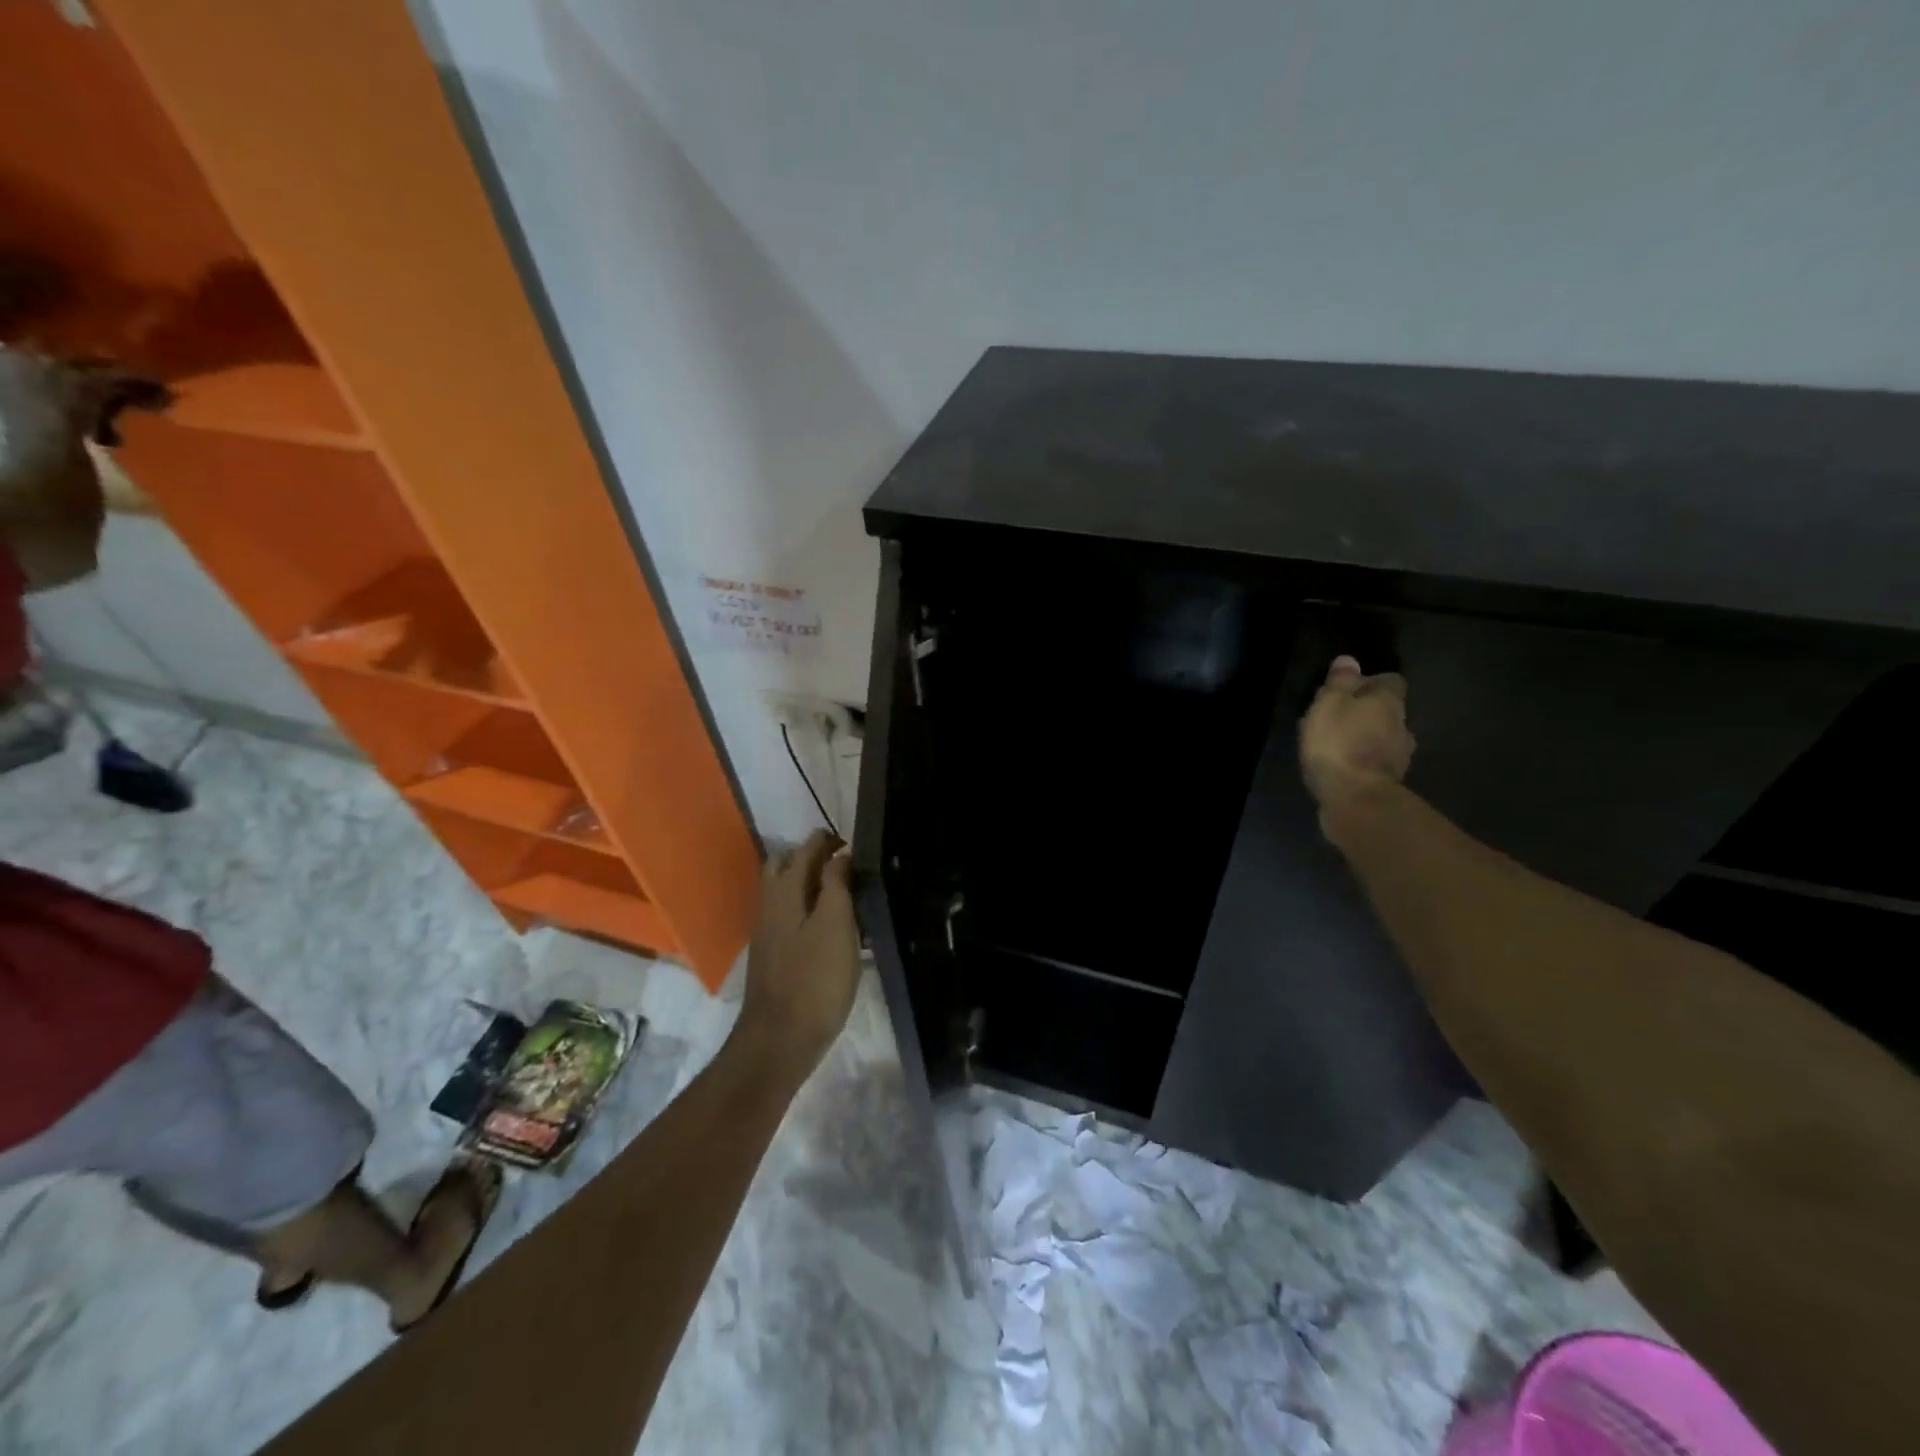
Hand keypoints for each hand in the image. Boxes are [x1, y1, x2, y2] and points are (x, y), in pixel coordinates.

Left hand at [735, 829, 861, 1080]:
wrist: (779, 1040)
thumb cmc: (814, 980)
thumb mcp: (835, 925)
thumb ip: (836, 884)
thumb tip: (840, 853)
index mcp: (784, 892)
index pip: (805, 850)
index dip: (829, 841)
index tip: (857, 844)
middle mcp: (769, 905)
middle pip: (786, 866)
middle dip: (813, 857)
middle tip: (848, 865)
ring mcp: (768, 932)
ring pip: (786, 892)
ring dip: (810, 883)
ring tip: (845, 893)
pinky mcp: (773, 955)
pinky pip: (789, 915)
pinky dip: (808, 908)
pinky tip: (831, 926)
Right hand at [1299, 655, 1414, 824]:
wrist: (1355, 798)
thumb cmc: (1339, 743)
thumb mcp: (1329, 704)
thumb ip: (1340, 682)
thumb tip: (1349, 660)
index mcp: (1389, 701)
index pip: (1390, 680)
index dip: (1370, 681)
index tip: (1347, 688)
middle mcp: (1402, 724)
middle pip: (1388, 710)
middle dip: (1368, 711)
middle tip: (1338, 717)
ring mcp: (1400, 755)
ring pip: (1385, 737)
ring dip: (1368, 737)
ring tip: (1340, 743)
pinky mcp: (1390, 781)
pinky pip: (1378, 761)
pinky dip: (1365, 760)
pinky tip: (1346, 765)